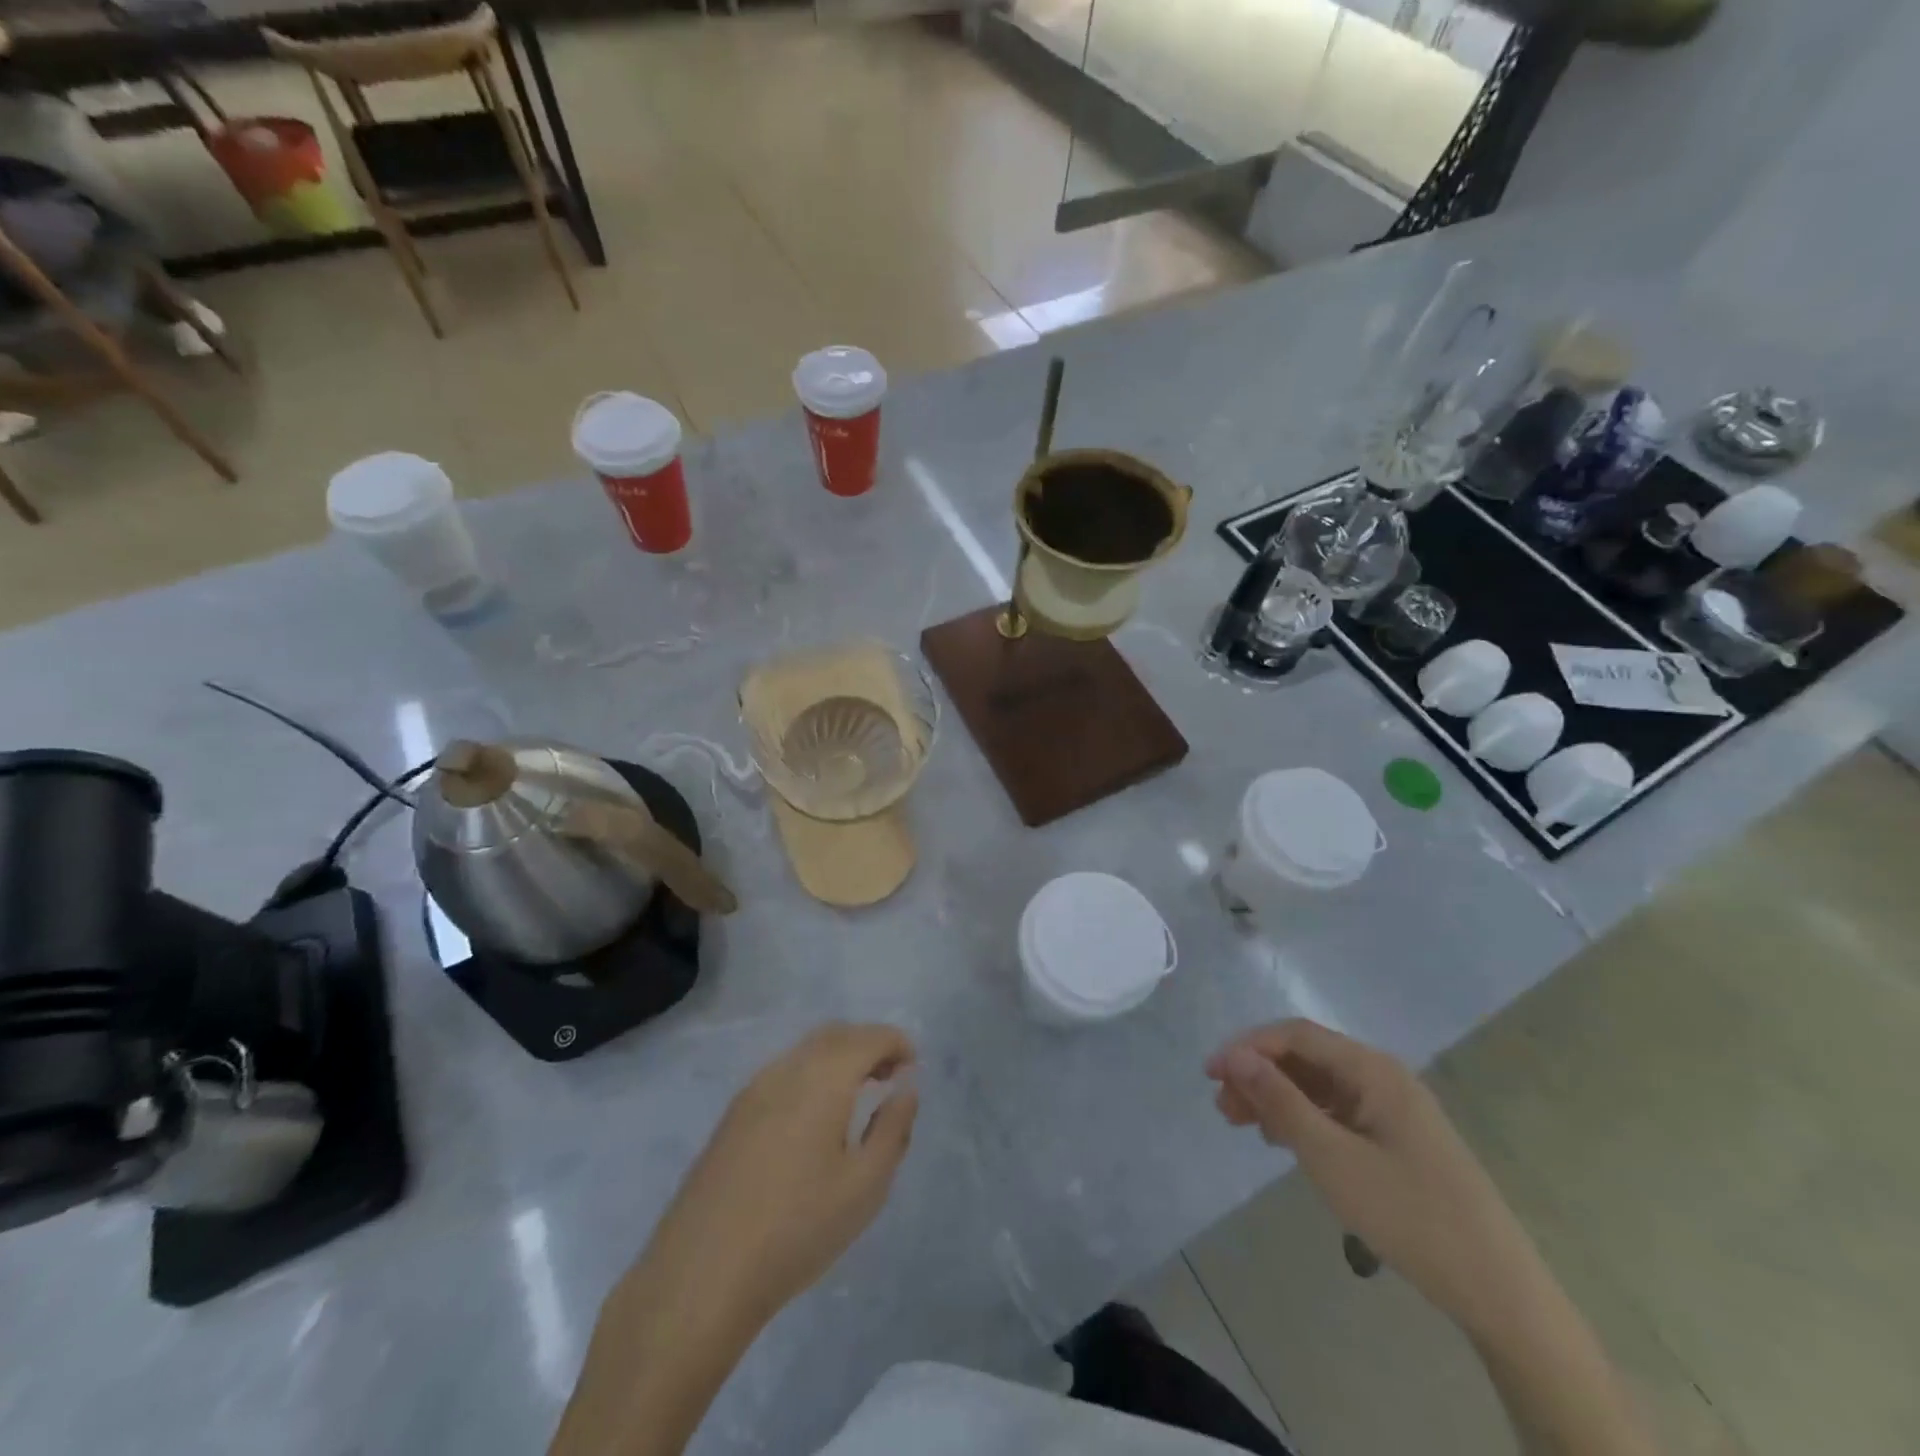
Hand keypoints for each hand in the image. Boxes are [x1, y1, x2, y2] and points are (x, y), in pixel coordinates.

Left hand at [624, 1023, 918, 1335]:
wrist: (701, 1274)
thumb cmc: (797, 1230)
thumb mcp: (864, 1186)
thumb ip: (893, 1129)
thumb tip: (906, 1088)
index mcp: (823, 1078)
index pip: (868, 1037)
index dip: (896, 1042)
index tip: (913, 1066)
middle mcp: (787, 1069)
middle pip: (835, 1034)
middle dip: (868, 1044)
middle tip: (891, 1076)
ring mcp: (754, 1089)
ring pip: (806, 1051)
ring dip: (838, 1057)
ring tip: (858, 1095)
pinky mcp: (732, 1114)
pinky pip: (783, 1071)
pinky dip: (811, 1073)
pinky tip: (815, 1117)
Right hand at [1206, 1019, 1543, 1339]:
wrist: (1498, 1291)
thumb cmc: (1408, 1214)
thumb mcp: (1331, 1157)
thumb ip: (1280, 1101)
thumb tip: (1235, 1056)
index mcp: (1372, 1069)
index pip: (1296, 1035)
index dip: (1247, 1047)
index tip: (1210, 1075)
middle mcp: (1382, 1076)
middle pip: (1306, 1058)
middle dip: (1259, 1075)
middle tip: (1223, 1108)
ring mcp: (1392, 1108)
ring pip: (1319, 1085)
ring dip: (1277, 1098)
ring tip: (1243, 1125)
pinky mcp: (1397, 1138)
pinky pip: (1337, 1111)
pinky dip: (1304, 1119)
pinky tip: (1283, 1141)